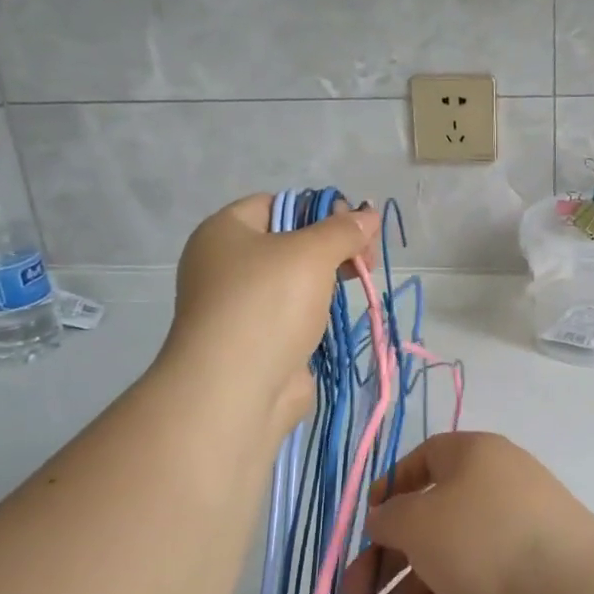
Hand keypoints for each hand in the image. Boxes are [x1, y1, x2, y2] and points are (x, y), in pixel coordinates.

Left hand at [161, 195, 380, 434]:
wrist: (235, 390)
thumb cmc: (268, 304)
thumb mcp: (311, 253)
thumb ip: (343, 230)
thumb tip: (369, 214)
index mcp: (224, 231)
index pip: (276, 203)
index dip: (317, 209)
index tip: (353, 227)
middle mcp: (224, 264)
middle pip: (287, 241)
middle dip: (330, 245)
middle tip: (365, 259)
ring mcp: (238, 305)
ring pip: (292, 279)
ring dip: (326, 279)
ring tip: (358, 283)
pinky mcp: (254, 340)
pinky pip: (291, 313)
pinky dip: (315, 312)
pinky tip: (336, 315)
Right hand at [337, 432, 593, 593]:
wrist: (568, 593)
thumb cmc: (483, 535)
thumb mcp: (420, 519)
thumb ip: (390, 518)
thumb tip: (383, 519)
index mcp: (475, 458)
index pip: (426, 460)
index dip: (391, 488)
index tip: (366, 521)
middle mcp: (491, 493)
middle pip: (427, 522)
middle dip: (384, 560)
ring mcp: (506, 541)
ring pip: (442, 564)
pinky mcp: (515, 587)